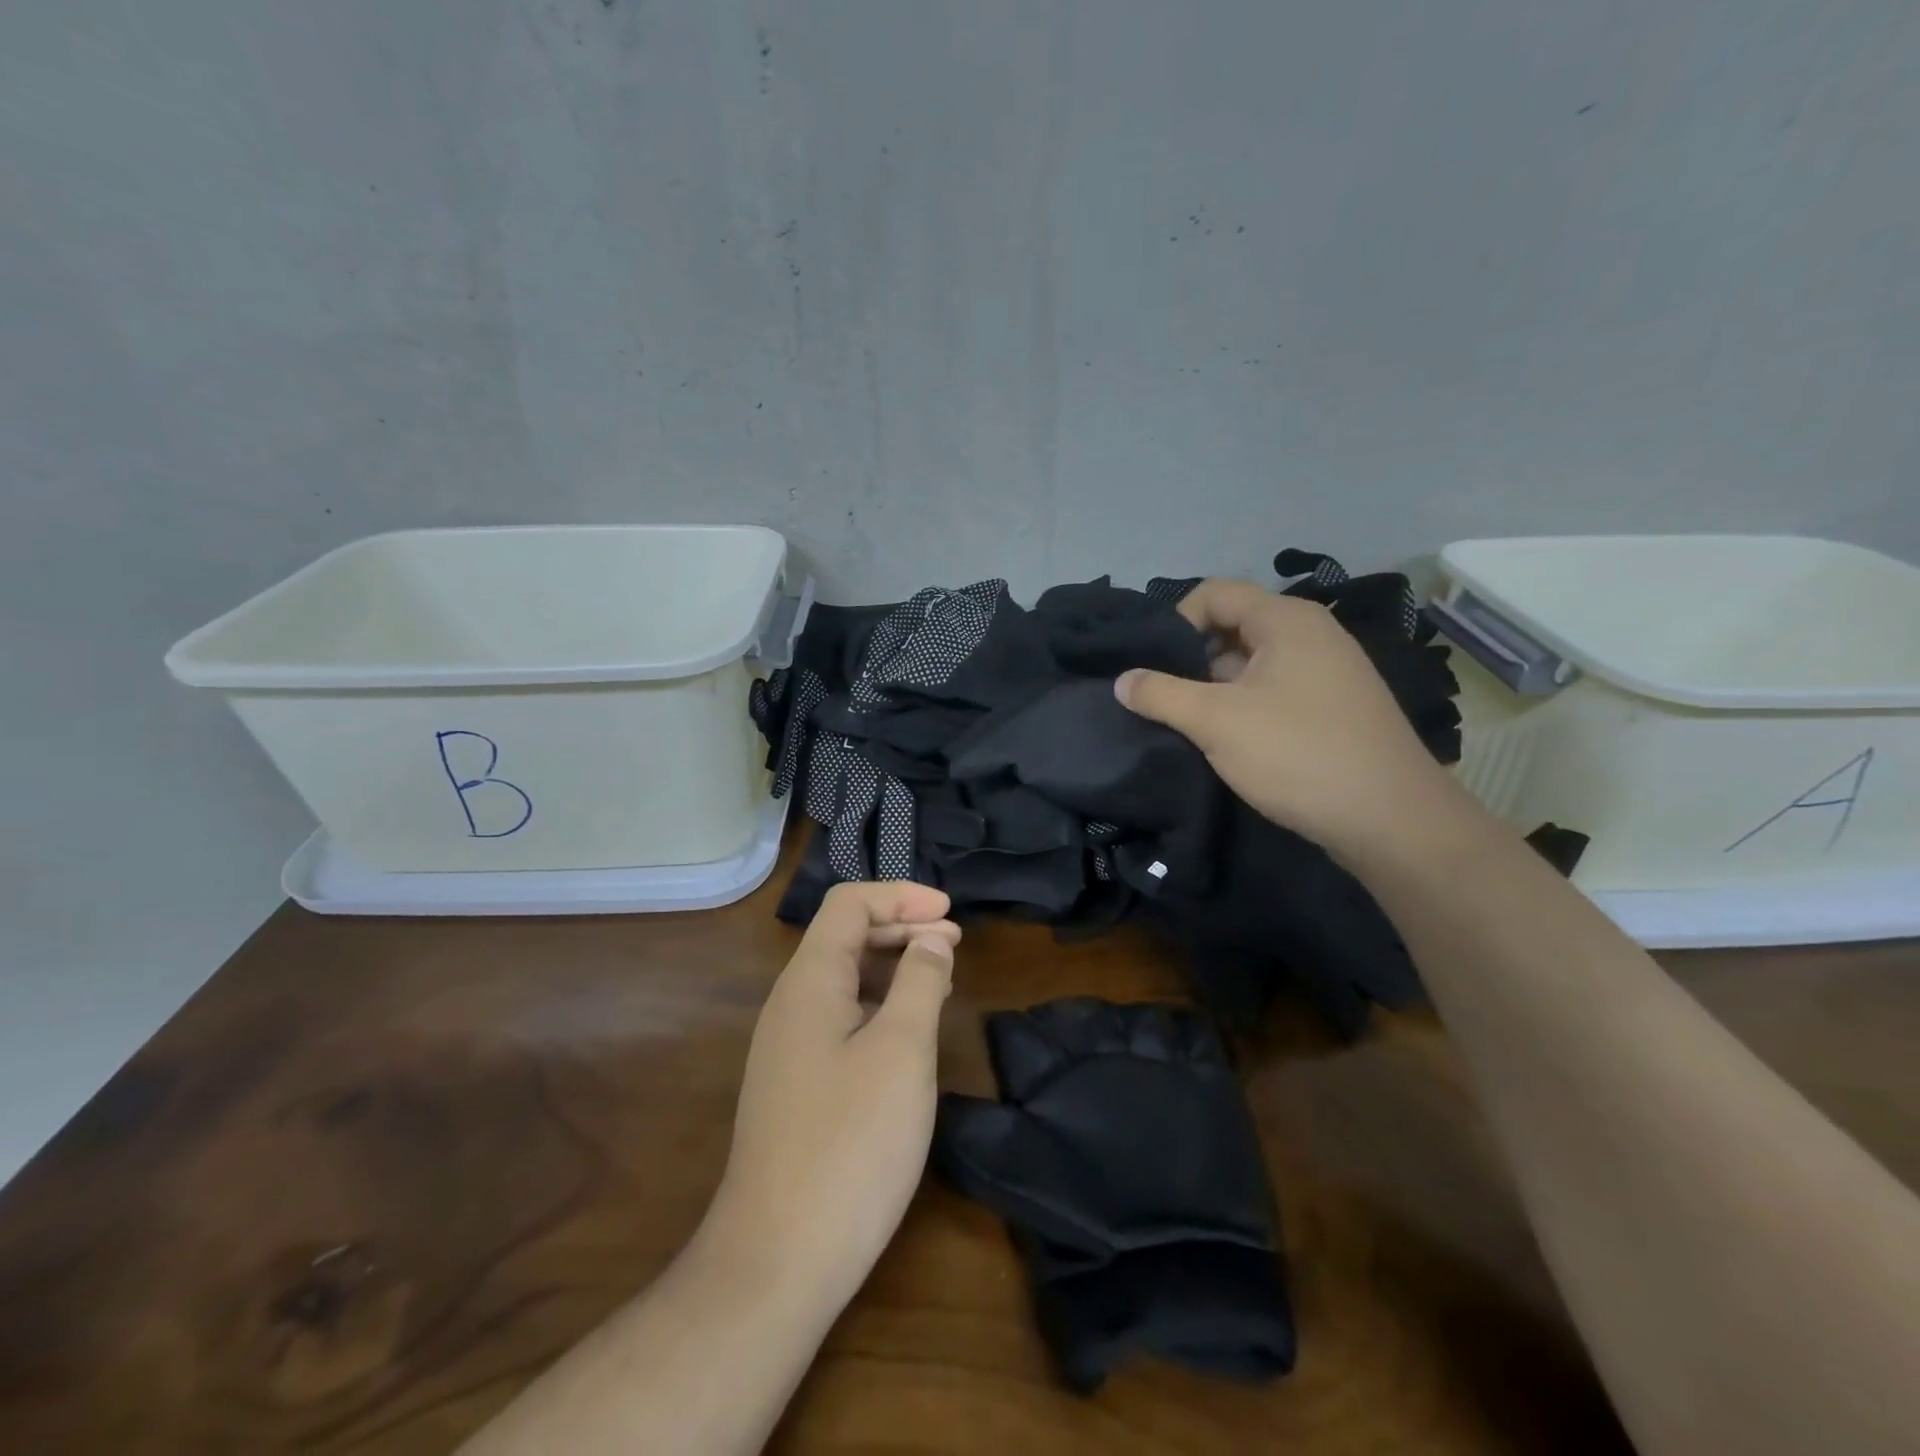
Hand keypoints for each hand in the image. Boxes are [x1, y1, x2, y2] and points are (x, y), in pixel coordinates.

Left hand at [704, 882, 961, 1312]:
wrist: (776, 1261)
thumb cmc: (850, 1144)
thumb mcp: (902, 1051)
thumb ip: (920, 982)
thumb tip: (932, 940)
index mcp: (810, 982)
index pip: (849, 905)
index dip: (900, 896)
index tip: (950, 913)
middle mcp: (791, 1003)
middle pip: (844, 936)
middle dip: (901, 926)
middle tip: (953, 942)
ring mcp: (788, 1046)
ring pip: (843, 978)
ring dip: (891, 965)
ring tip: (939, 977)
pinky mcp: (796, 1083)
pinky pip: (840, 1016)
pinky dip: (878, 1004)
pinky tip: (907, 1030)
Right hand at [1115, 578, 1464, 855]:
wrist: (1391, 820)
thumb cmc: (1298, 754)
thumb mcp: (1216, 722)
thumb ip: (1161, 695)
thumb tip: (1122, 680)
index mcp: (1287, 620)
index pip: (1214, 594)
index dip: (1175, 622)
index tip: (1153, 666)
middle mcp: (1312, 634)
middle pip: (1233, 626)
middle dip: (1192, 659)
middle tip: (1164, 698)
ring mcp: (1328, 671)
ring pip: (1252, 663)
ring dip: (1215, 688)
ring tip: (1189, 724)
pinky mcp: (1333, 706)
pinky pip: (1275, 689)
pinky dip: (1244, 705)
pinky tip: (1228, 741)